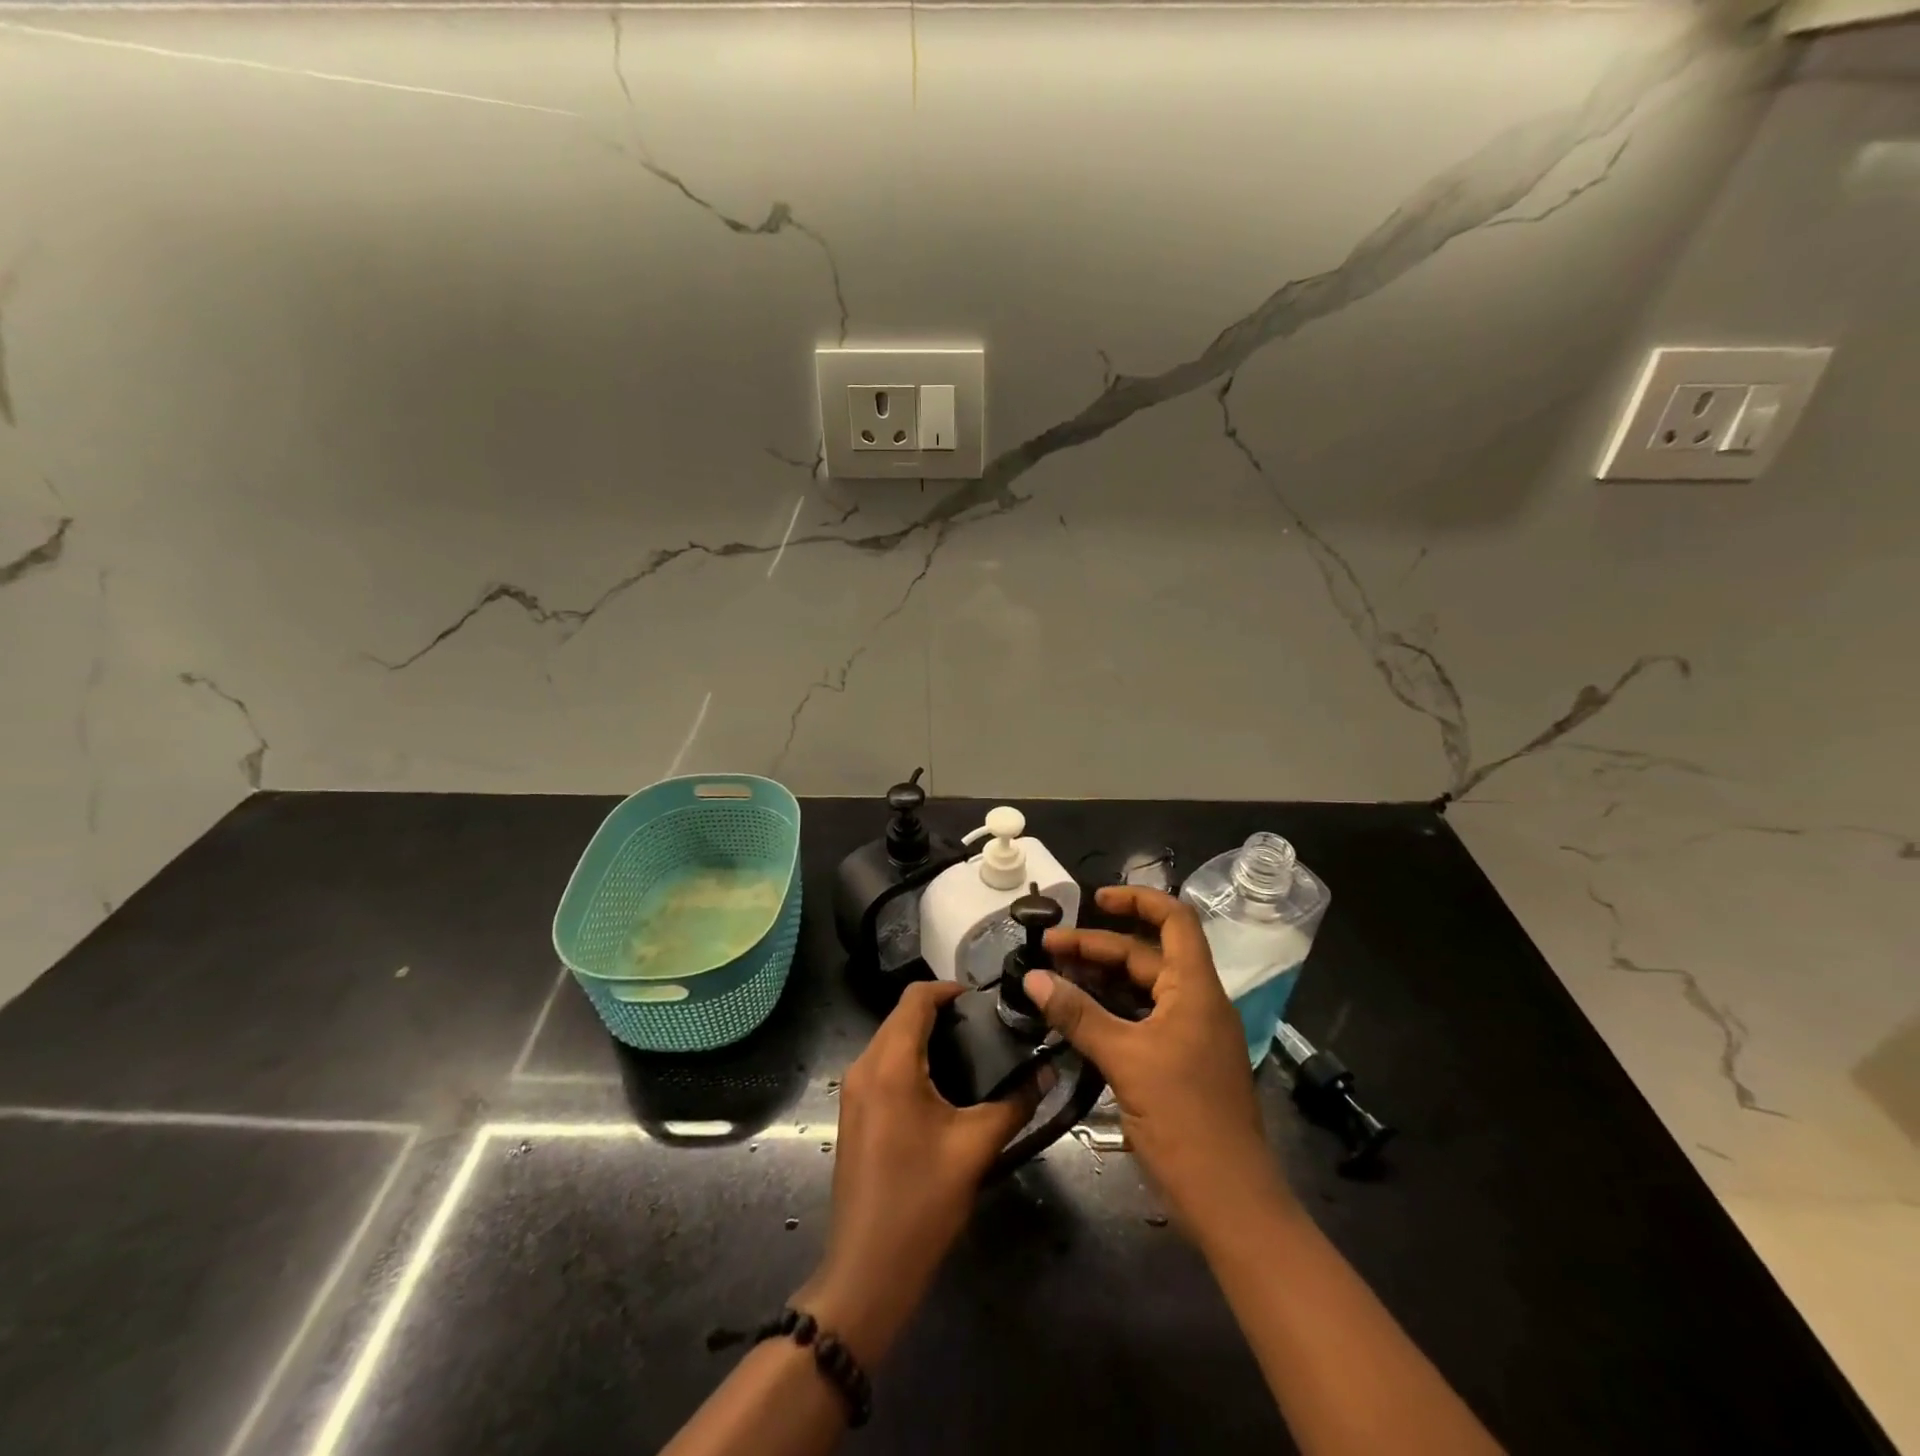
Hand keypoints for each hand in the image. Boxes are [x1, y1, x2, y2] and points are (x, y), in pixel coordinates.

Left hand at [797, 980, 1033, 1364]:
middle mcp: (864, 1066)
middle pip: (901, 1016)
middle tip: (986, 1029)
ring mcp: (853, 1090)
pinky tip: (944, 1085)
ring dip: (926, 1037)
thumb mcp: (976, 1147)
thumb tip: (1048, 1071)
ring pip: (891, 1040)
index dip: (950, 989)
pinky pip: (883, 1065)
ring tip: (972, 1053)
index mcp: (890, 1063)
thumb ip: (1015, 1102)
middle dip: (942, 1013)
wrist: (867, 1270)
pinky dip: (911, 1060)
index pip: (916, 998)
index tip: (985, 1001)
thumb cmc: (922, 1201)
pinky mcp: (854, 1112)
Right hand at [1030, 885, 1293, 1241]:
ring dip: (1099, 980)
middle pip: (1146, 956)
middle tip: (1046, 951)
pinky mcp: (1180, 1063)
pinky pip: (1141, 1020)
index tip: (1094, 900)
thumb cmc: (1184, 1120)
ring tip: (1053, 978)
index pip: (1174, 920)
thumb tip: (1032, 978)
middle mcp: (1197, 1002)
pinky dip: (1109, 1011)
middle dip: (1096, 947)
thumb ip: (1078, 1015)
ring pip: (1141, 990)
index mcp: (1196, 989)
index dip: (1137, 900)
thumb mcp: (1125, 1060)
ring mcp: (1190, 1034)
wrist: (1230, 1202)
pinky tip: (1076, 1018)